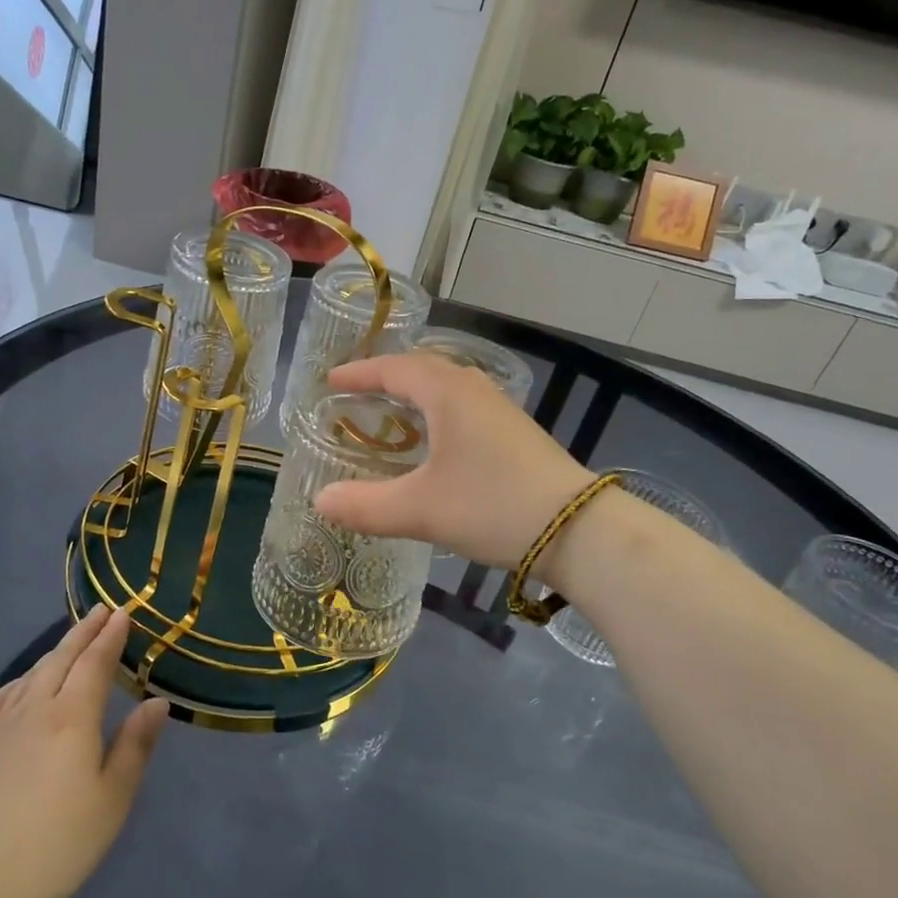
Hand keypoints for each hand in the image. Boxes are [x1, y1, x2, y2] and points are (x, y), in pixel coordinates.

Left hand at [0, 606, 169, 897]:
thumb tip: (157, 702)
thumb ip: (135, 745)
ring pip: (30, 675)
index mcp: (72, 717)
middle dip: (84, 632)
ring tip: (70, 643)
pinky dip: (21, 680)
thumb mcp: (112, 799)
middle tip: (101, 611)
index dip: (111, 636)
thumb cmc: (57, 844)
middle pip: (61, 658)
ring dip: (54, 653)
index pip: (95, 662)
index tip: (123, 612)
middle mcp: (33, 709)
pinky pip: (1, 698)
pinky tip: (23, 685)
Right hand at [313, 352, 596, 570]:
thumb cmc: (491, 506)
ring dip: (415, 393)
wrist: (577, 528)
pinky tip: (434, 442)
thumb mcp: (420, 510)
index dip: (359, 373)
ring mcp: (499, 410)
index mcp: (447, 393)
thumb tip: (320, 502)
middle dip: (386, 378)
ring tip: (390, 413)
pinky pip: (463, 406)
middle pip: (423, 369)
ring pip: (447, 387)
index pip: (394, 369)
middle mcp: (474, 390)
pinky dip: (436, 412)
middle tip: (357, 394)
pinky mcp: (515, 432)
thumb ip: (365, 505)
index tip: (330, 381)